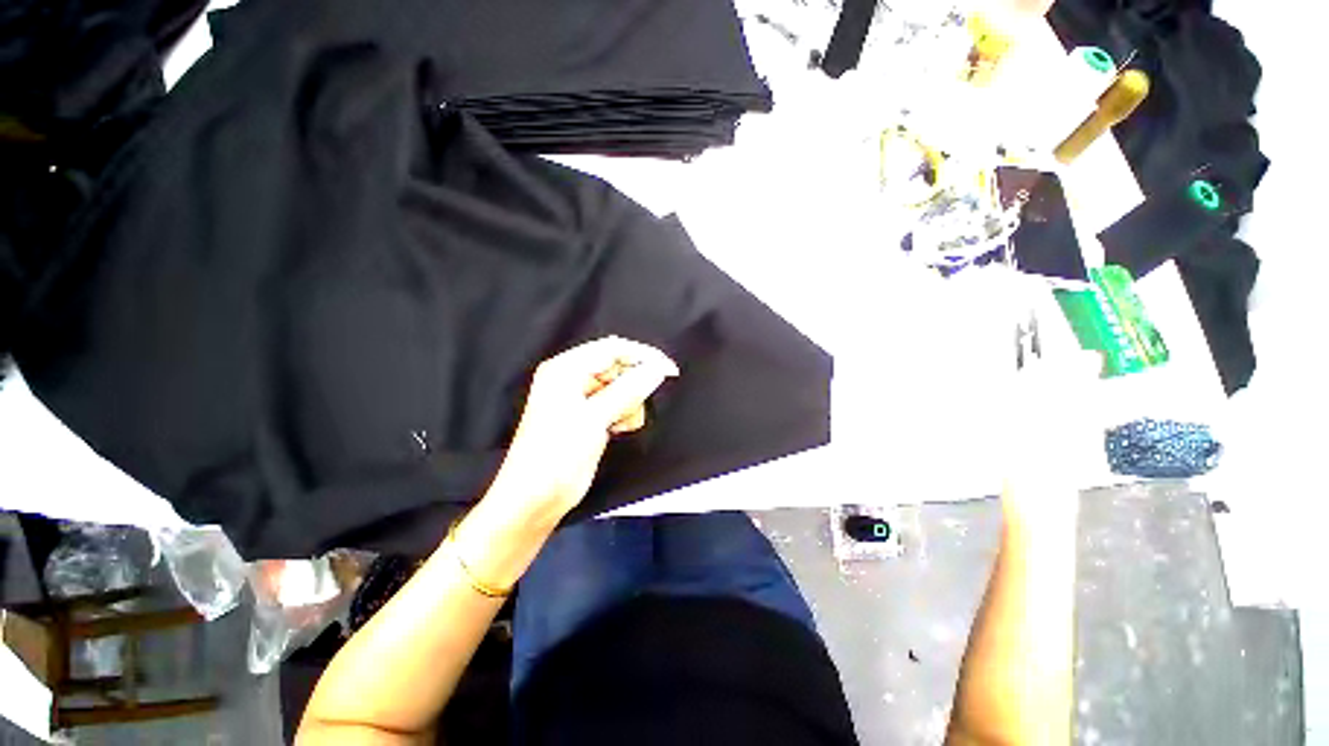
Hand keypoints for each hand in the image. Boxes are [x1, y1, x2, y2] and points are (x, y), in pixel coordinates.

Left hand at [485, 336, 678, 523]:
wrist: (536, 499)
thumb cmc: (556, 454)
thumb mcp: (593, 418)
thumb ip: (628, 390)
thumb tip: (658, 368)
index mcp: (566, 369)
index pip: (611, 349)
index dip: (642, 356)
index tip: (668, 369)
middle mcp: (573, 379)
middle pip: (618, 368)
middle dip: (633, 386)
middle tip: (637, 407)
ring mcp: (581, 399)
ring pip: (622, 388)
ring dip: (630, 404)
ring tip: (620, 423)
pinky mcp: (589, 417)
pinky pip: (617, 405)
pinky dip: (624, 414)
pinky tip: (617, 429)